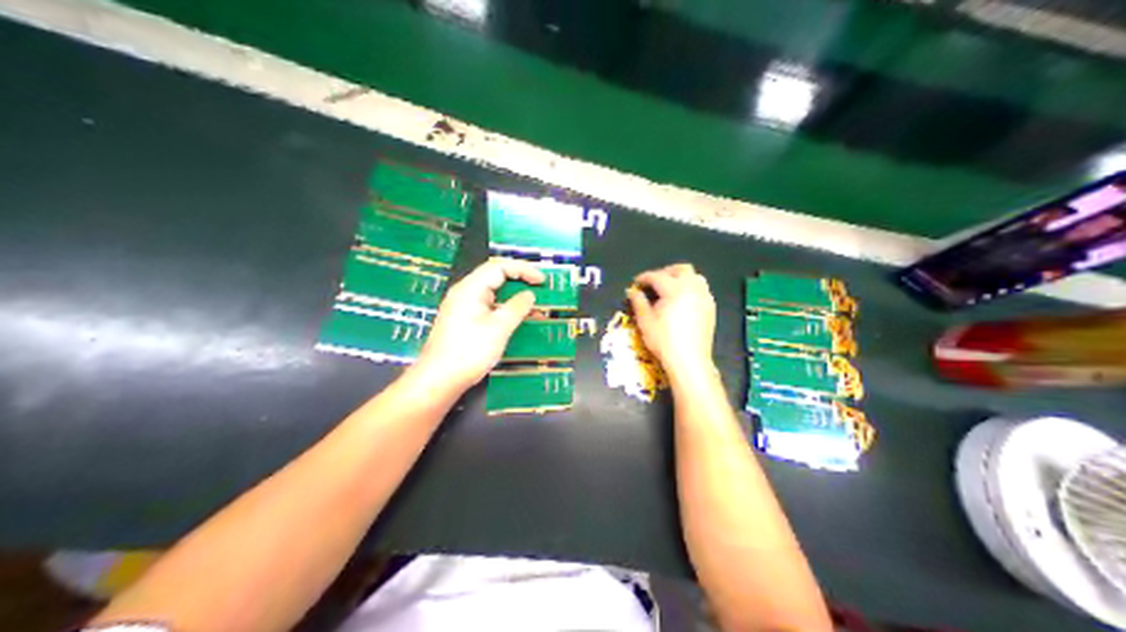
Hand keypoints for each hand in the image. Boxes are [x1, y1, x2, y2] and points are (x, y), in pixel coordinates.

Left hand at [412, 256, 545, 390]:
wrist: (439, 379)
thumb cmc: (469, 352)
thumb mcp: (498, 329)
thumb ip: (516, 308)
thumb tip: (529, 295)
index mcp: (470, 288)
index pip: (499, 266)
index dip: (524, 270)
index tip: (542, 281)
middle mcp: (464, 292)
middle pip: (494, 276)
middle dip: (519, 280)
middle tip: (540, 290)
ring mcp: (462, 307)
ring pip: (492, 292)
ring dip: (513, 296)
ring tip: (532, 307)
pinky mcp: (462, 321)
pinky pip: (487, 306)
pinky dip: (503, 309)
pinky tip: (515, 320)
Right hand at [630, 263, 714, 379]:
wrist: (689, 360)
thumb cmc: (664, 341)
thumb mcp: (645, 321)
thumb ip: (638, 302)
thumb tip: (632, 291)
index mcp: (675, 289)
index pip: (657, 276)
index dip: (644, 278)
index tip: (636, 283)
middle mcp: (692, 288)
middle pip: (681, 269)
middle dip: (666, 272)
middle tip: (655, 282)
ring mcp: (704, 298)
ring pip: (695, 277)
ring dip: (682, 278)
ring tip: (670, 289)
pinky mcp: (710, 308)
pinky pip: (702, 289)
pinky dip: (691, 289)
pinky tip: (683, 301)